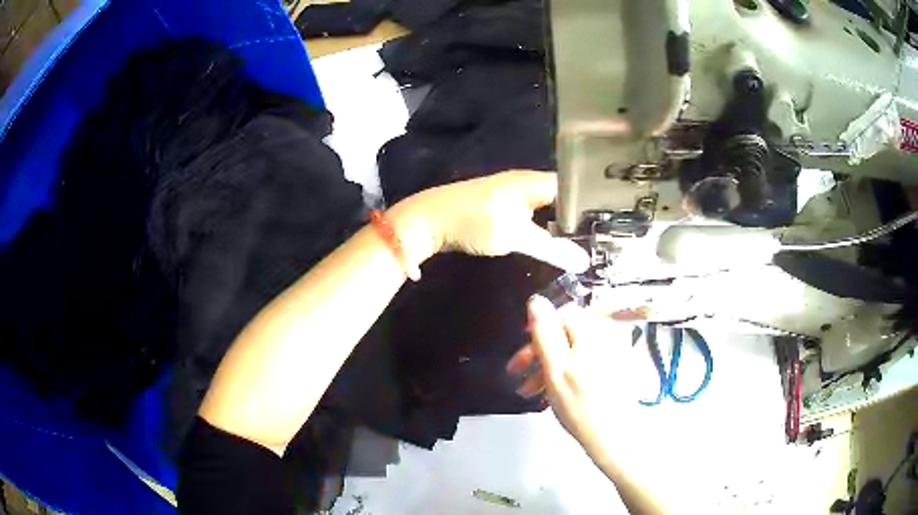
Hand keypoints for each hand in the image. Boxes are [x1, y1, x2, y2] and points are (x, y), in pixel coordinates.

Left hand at [394, 171, 588, 271]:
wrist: (429, 220)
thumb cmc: (475, 222)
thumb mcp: (516, 236)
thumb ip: (551, 248)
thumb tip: (583, 261)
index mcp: (534, 181)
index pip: (574, 187)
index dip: (591, 205)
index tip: (608, 226)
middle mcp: (526, 182)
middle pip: (562, 197)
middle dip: (578, 217)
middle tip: (598, 239)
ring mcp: (512, 193)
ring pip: (547, 206)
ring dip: (560, 222)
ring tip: (582, 242)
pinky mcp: (501, 206)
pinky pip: (532, 213)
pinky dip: (543, 225)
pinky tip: (551, 241)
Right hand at [508, 296, 638, 453]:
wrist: (614, 438)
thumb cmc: (581, 404)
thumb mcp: (555, 367)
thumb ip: (544, 332)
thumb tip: (536, 300)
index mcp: (593, 330)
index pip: (561, 314)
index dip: (537, 330)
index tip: (522, 354)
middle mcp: (606, 335)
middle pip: (566, 333)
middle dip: (539, 353)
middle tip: (518, 376)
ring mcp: (613, 353)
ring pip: (573, 351)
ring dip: (549, 367)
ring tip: (531, 392)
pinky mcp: (615, 370)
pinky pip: (584, 364)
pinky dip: (567, 374)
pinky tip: (553, 395)